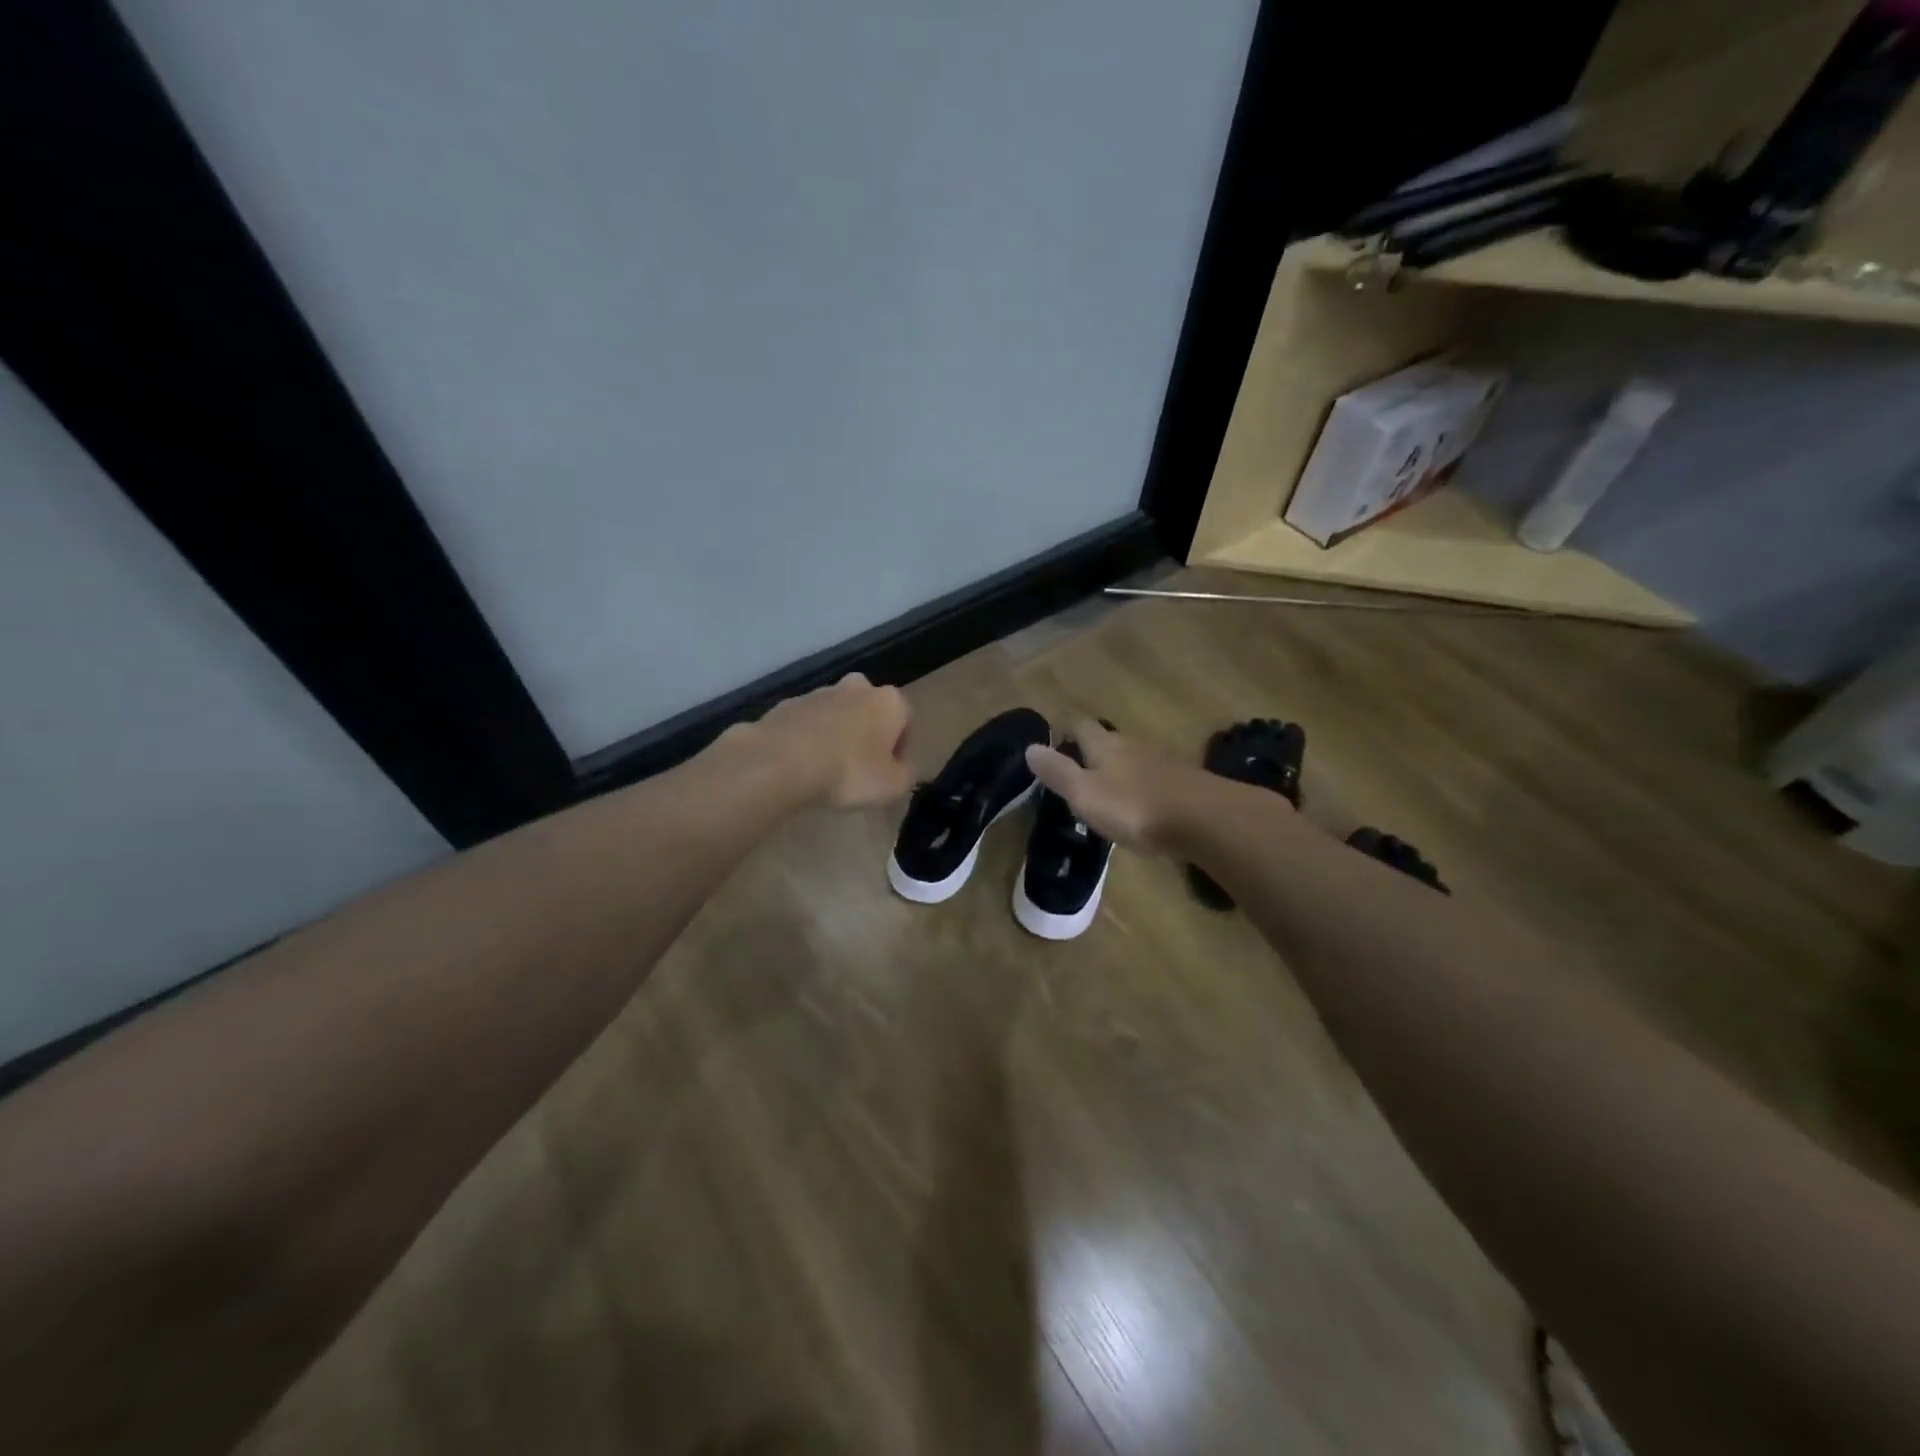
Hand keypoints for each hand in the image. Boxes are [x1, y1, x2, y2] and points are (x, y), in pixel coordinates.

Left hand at [745, 672, 913, 809]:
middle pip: (870, 710)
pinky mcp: (786, 704)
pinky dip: (809, 739)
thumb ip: (906, 775)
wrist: (781, 761)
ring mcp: (818, 692)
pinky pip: (807, 723)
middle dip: (868, 734)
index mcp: (889, 701)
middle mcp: (857, 687)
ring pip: (837, 714)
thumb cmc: (849, 772)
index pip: (907, 721)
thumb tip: (903, 769)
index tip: (890, 773)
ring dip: (838, 734)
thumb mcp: (892, 786)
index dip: (901, 750)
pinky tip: (802, 764)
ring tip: (828, 769)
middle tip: (861, 766)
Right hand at [1025, 719, 1218, 850]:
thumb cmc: (1134, 807)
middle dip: (1092, 751)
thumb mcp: (1085, 794)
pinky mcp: (1183, 782)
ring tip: (1106, 792)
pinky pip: (1154, 778)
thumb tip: (1029, 747)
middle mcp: (1133, 745)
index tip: (1053, 746)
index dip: (1065, 731)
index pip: (1080, 725)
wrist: (1204, 820)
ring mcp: (1162, 761)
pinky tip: (1140, 806)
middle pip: (1108, 740)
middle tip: (1077, 773)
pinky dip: (1141, 787)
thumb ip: (1058, 772)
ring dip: (1118, 770)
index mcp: (1105, 745)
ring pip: (1132, 758)